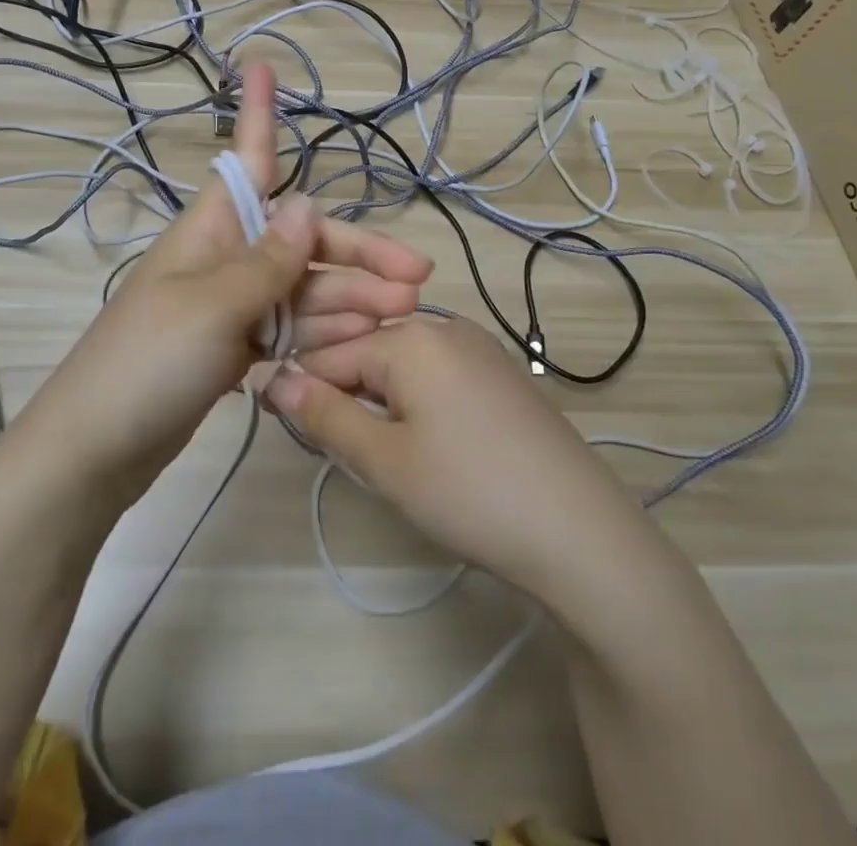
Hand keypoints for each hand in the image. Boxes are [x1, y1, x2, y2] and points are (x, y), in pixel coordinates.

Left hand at [16, 63, 433, 501]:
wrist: (96, 452)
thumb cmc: (149, 363)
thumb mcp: (214, 305)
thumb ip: (268, 260)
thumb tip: (308, 202)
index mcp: (212, 231)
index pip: (249, 161)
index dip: (258, 114)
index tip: (262, 65)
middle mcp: (224, 260)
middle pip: (302, 242)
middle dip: (357, 255)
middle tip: (418, 280)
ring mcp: (230, 309)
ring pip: (303, 291)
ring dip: (350, 300)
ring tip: (404, 318)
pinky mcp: (233, 352)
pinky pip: (289, 331)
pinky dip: (323, 336)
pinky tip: (361, 344)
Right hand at [266, 317, 642, 599]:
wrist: (580, 530)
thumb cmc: (469, 491)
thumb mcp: (384, 460)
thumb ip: (325, 415)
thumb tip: (275, 380)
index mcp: (410, 336)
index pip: (331, 352)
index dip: (304, 389)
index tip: (288, 426)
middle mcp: (445, 326)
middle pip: (369, 351)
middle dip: (345, 394)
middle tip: (343, 451)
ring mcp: (480, 347)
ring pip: (403, 364)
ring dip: (380, 400)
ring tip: (383, 453)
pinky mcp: (502, 374)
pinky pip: (438, 373)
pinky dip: (417, 400)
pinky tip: (428, 443)